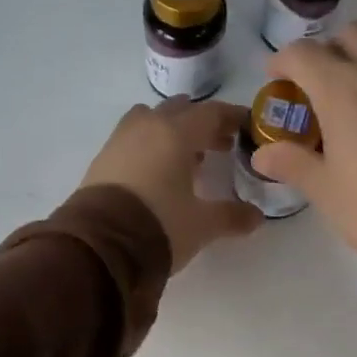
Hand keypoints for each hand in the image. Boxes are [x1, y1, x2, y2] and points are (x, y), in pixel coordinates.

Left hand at [80, 97, 261, 271]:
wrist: (99, 246)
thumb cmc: (159, 225)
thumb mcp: (202, 225)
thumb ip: (231, 216)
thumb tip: (256, 217)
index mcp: (176, 132)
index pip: (212, 112)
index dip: (232, 118)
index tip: (247, 127)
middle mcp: (147, 126)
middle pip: (180, 111)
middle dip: (203, 124)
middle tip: (220, 144)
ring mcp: (120, 140)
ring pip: (151, 120)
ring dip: (172, 131)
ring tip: (186, 157)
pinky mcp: (101, 159)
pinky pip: (132, 139)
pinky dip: (150, 145)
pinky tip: (157, 172)